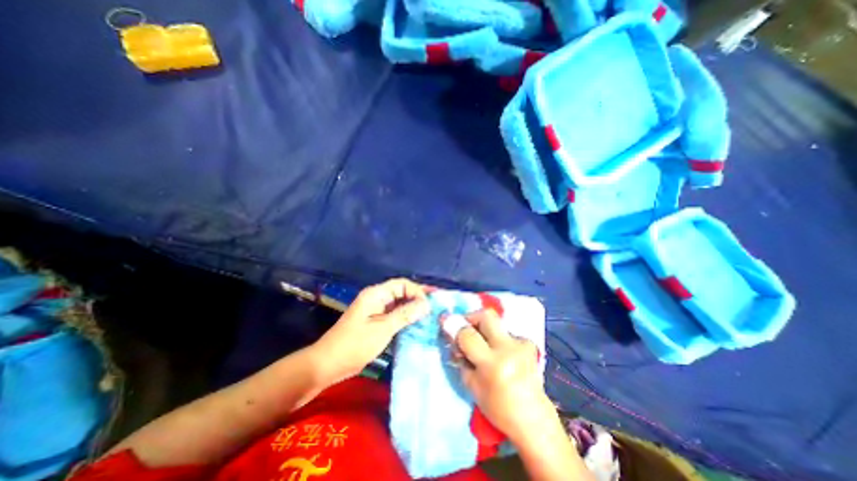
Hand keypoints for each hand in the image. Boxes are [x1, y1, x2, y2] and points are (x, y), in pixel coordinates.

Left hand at [312, 278, 427, 383]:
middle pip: (401, 291)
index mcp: (376, 294)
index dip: (417, 291)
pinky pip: (394, 314)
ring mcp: (375, 309)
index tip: (429, 306)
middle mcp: (376, 298)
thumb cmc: (354, 345)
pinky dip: (405, 317)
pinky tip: (416, 323)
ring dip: (413, 307)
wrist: (327, 364)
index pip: (402, 284)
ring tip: (430, 314)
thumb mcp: (382, 329)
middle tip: (435, 306)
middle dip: (418, 297)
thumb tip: (426, 304)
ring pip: (399, 303)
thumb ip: (405, 314)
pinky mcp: (375, 320)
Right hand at [451, 309, 558, 445]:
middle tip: (466, 327)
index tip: (445, 322)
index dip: (454, 326)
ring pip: (497, 323)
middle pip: (486, 316)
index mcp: (492, 364)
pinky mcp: (530, 344)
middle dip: (472, 317)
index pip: (468, 334)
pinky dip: (499, 338)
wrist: (533, 420)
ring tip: (485, 346)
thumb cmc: (497, 408)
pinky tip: (501, 353)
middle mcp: (508, 349)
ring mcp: (521, 345)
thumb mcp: (471, 385)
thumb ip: (461, 358)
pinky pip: (508, 332)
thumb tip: (453, 336)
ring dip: (486, 330)